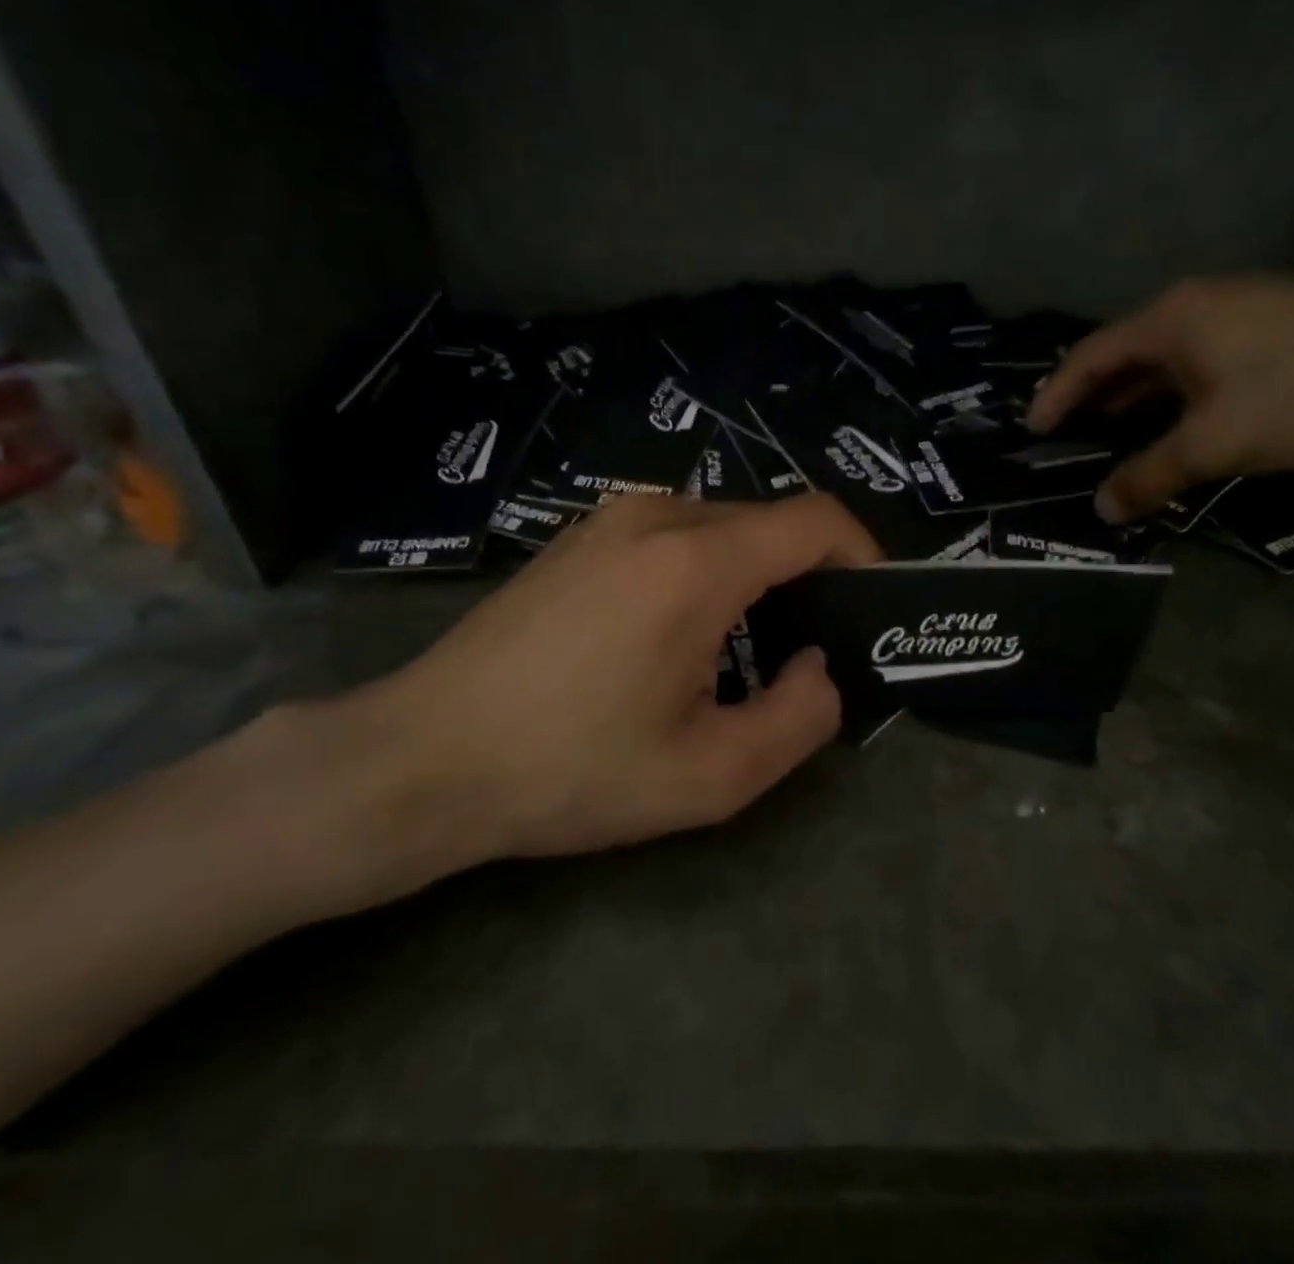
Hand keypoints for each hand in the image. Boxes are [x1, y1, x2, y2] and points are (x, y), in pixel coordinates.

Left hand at [285, 493, 881, 915]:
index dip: (862, 555)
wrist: (424, 756)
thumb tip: (819, 667)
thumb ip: (799, 718)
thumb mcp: (709, 777)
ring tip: (737, 657)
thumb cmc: (569, 770)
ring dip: (753, 580)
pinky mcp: (581, 535)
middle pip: (771, 525)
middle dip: (806, 581)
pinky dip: (705, 572)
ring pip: (723, 528)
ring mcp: (611, 519)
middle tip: (802, 658)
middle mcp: (658, 516)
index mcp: (698, 562)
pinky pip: (674, 535)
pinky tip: (673, 639)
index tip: (869, 608)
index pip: (817, 520)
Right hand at [1026, 275, 1293, 521]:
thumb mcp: (1217, 442)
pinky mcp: (1274, 325)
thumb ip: (1152, 474)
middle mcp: (1195, 304)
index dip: (1055, 395)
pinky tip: (1182, 422)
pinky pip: (1200, 362)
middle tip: (1068, 437)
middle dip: (1092, 397)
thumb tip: (1103, 509)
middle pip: (1123, 354)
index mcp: (1168, 320)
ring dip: (1136, 398)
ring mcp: (1238, 310)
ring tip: (1114, 435)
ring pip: (1165, 359)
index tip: (1033, 430)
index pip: (1088, 357)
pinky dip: (1176, 394)